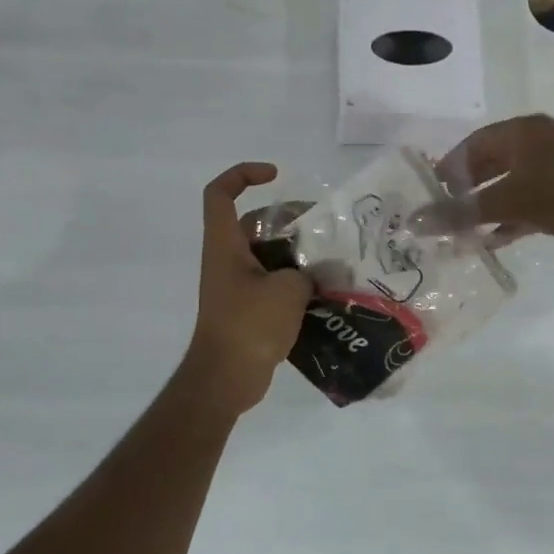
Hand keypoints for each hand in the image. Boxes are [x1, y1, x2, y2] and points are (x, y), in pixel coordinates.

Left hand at [184, 163, 311, 414]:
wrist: (226, 379)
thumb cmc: (249, 325)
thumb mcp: (288, 290)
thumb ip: (307, 272)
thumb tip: (317, 275)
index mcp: (225, 245)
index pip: (220, 193)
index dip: (243, 174)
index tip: (276, 176)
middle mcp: (227, 259)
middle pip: (255, 223)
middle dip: (289, 220)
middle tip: (323, 229)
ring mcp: (237, 286)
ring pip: (269, 255)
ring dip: (298, 255)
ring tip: (332, 261)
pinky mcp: (249, 310)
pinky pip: (274, 283)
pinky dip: (296, 283)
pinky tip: (326, 292)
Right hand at [433, 115, 553, 244]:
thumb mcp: (507, 202)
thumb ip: (461, 212)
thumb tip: (416, 222)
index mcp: (521, 132)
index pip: (472, 145)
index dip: (449, 168)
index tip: (431, 192)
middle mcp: (535, 143)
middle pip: (489, 164)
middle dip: (466, 191)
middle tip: (444, 213)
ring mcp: (552, 167)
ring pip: (507, 185)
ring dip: (485, 208)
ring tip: (462, 232)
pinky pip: (525, 201)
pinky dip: (508, 218)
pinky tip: (490, 241)